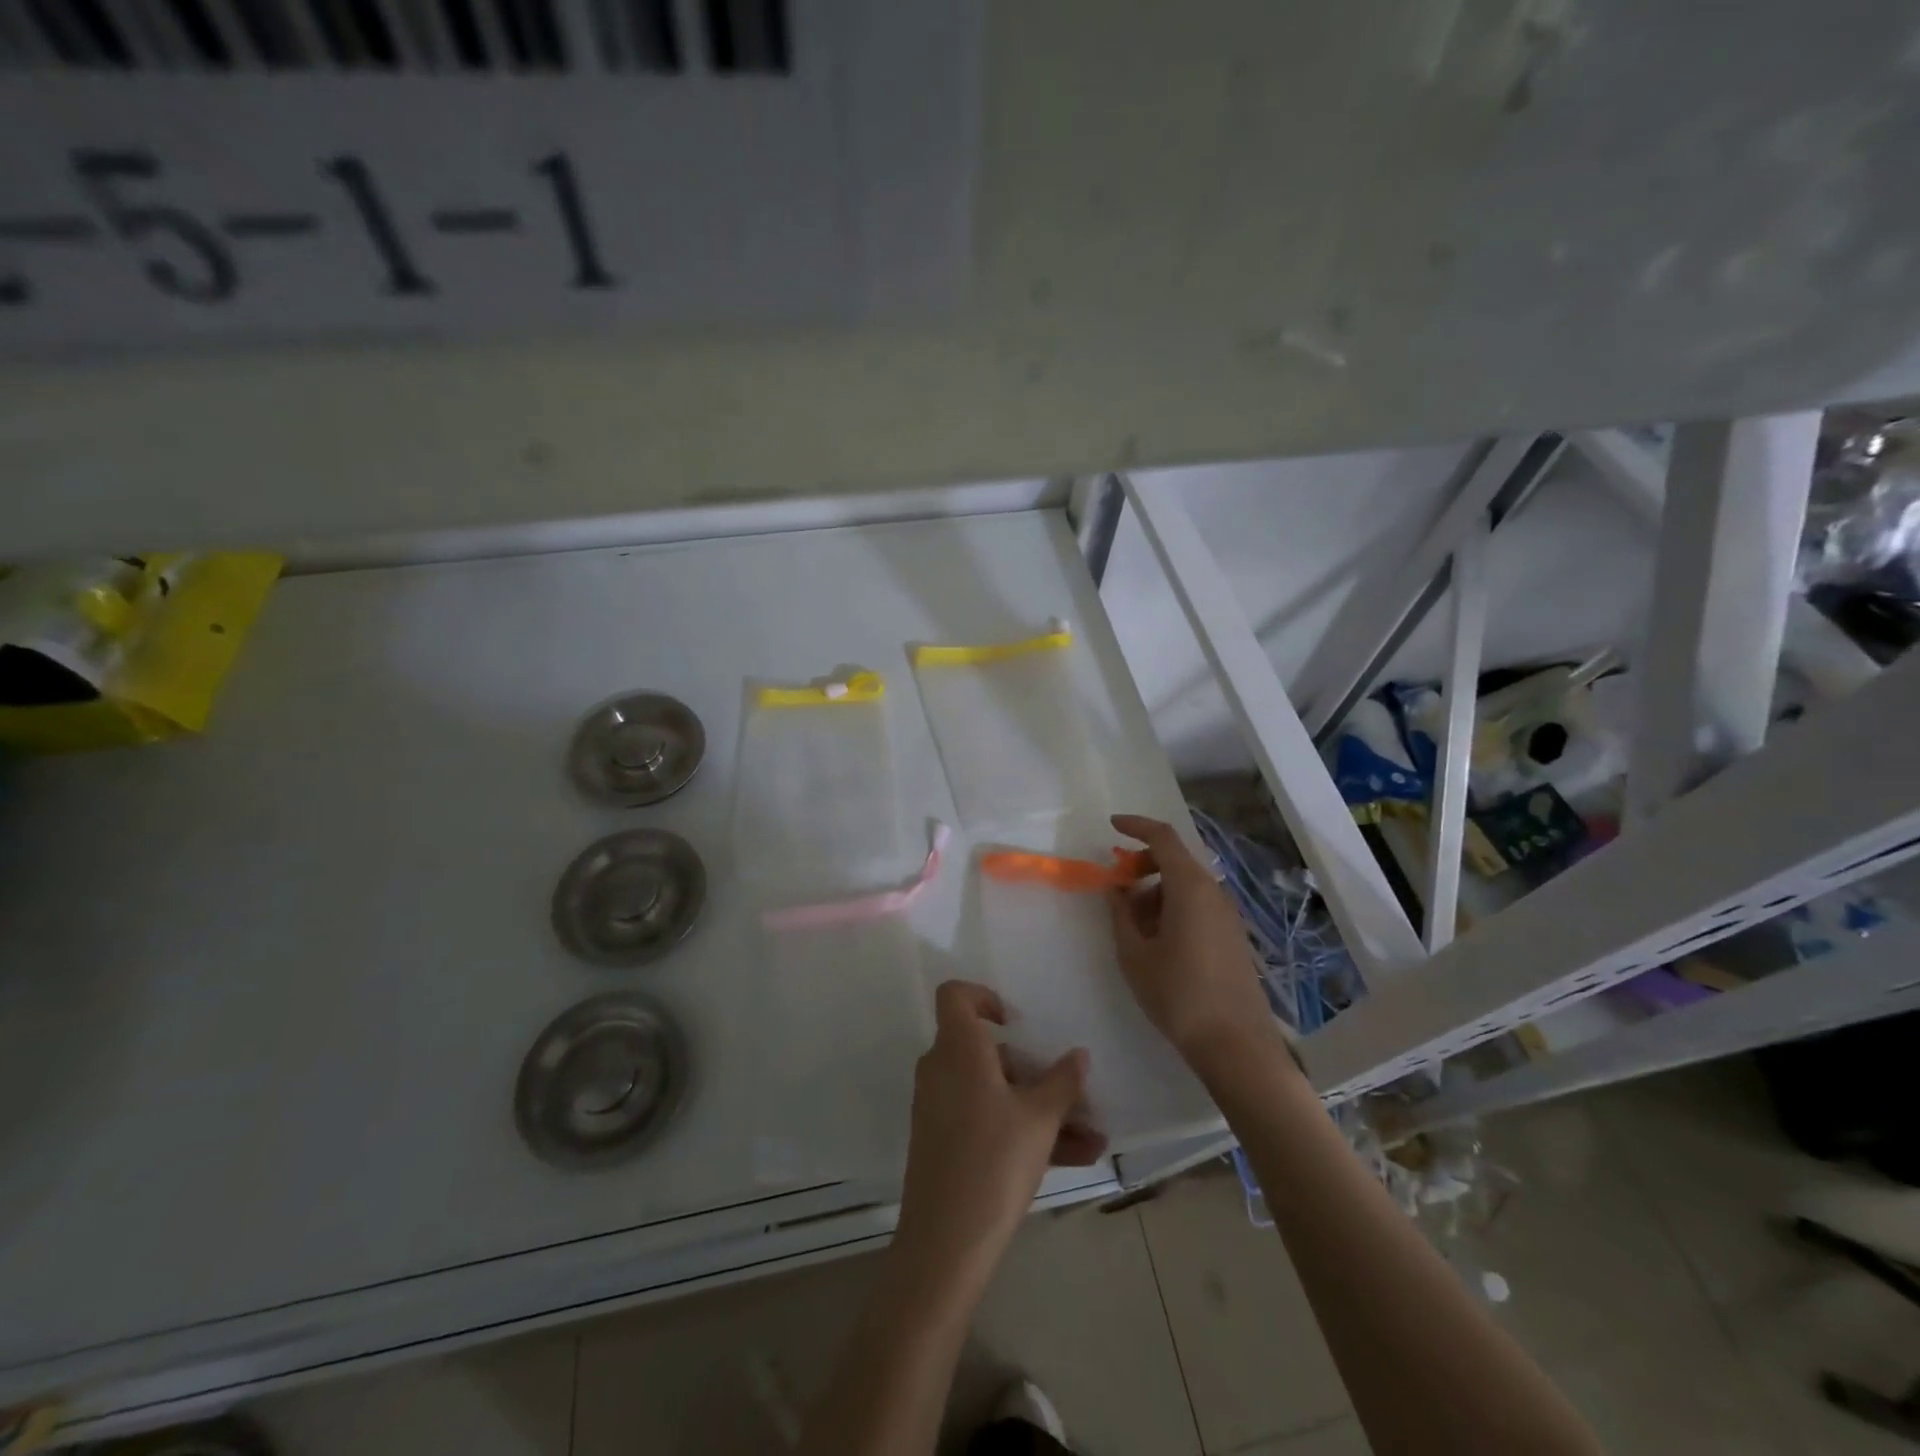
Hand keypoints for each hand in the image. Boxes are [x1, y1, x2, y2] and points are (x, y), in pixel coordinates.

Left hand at [894, 981, 1105, 1289]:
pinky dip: (1022, 1131)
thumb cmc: (994, 1161)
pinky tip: (1076, 1158)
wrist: (945, 1243)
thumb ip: (1062, 1081)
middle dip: (1034, 1071)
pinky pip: (987, 1120)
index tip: (1015, 1023)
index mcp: (958, 1050)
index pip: (955, 996)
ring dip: (1040, 1109)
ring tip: (1091, 1137)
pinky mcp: (943, 1141)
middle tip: (1071, 1092)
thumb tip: (1079, 1055)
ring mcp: (940, 1107)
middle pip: (986, 1051)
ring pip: (995, 1092)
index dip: (983, 998)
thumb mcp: (1040, 1119)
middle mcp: (942, 1070)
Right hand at [1107, 814, 1287, 1076]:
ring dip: (1155, 892)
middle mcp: (1213, 892)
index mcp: (1190, 887)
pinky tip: (1157, 943)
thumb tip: (1116, 889)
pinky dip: (1173, 909)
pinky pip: (1198, 905)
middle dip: (1142, 865)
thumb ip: (1120, 914)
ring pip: (1185, 885)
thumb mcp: (1134, 954)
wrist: (1235, 1044)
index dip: (1136, 826)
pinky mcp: (1232, 936)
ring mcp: (1227, 915)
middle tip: (1116, 889)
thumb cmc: (1178, 994)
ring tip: (1133, 927)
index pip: (1163, 838)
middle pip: (1175, 860)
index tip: (1112, 826)